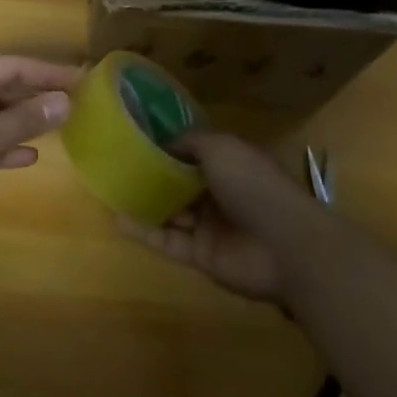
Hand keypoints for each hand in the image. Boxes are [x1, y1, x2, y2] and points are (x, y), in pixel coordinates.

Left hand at [0, 52, 80, 241]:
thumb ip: (27, 118)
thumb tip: (65, 101)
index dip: (49, 73)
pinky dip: (1, 144)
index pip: (12, 64)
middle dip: (36, 96)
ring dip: (21, 121)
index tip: (82, 78)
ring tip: (59, 125)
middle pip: (2, 85)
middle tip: (76, 102)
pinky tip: (28, 156)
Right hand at [116, 132, 329, 301]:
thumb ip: (190, 142)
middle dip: (153, 176)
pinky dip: (143, 232)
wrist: (285, 245)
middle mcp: (219, 194)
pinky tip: (117, 220)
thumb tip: (164, 143)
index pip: (194, 154)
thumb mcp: (221, 147)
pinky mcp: (201, 256)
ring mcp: (210, 227)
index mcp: (230, 165)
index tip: (136, 140)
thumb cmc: (254, 185)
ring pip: (171, 213)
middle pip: (180, 184)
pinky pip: (167, 242)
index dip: (168, 148)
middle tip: (116, 167)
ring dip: (144, 204)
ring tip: (110, 192)